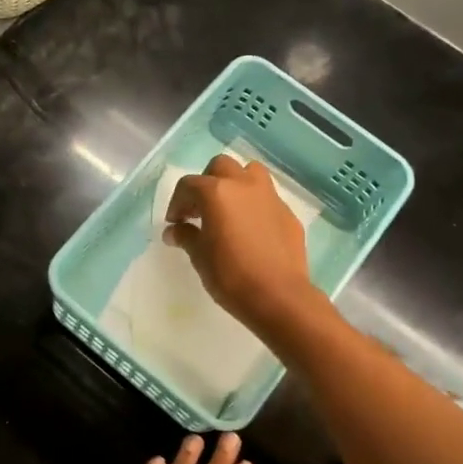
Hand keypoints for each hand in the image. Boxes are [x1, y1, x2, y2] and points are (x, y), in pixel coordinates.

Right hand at [164, 154, 320, 338]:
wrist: (279, 296)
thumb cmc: (231, 275)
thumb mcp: (199, 257)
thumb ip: (186, 237)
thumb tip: (174, 231)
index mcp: (217, 192)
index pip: (188, 185)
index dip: (177, 203)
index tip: (175, 223)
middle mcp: (244, 185)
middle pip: (221, 167)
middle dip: (206, 183)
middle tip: (200, 210)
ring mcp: (270, 197)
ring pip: (250, 173)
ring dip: (235, 183)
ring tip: (228, 209)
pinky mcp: (288, 214)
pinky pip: (267, 198)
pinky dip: (254, 205)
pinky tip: (250, 230)